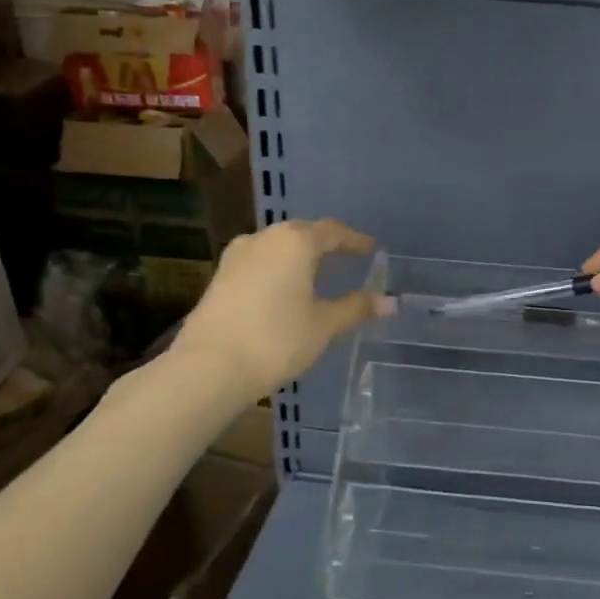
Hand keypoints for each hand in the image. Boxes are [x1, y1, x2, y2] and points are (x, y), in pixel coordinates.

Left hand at [170, 218, 383, 400]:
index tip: (371, 249)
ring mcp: (237, 256)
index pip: (333, 232)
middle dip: (325, 245)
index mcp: (295, 242)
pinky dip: (278, 269)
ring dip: (298, 257)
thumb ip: (356, 308)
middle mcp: (264, 238)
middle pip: (302, 233)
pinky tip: (284, 290)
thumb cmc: (276, 340)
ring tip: (316, 274)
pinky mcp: (220, 276)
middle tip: (346, 258)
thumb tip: (389, 301)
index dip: (355, 241)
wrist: (210, 366)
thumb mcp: (323, 325)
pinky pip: (259, 263)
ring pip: (277, 247)